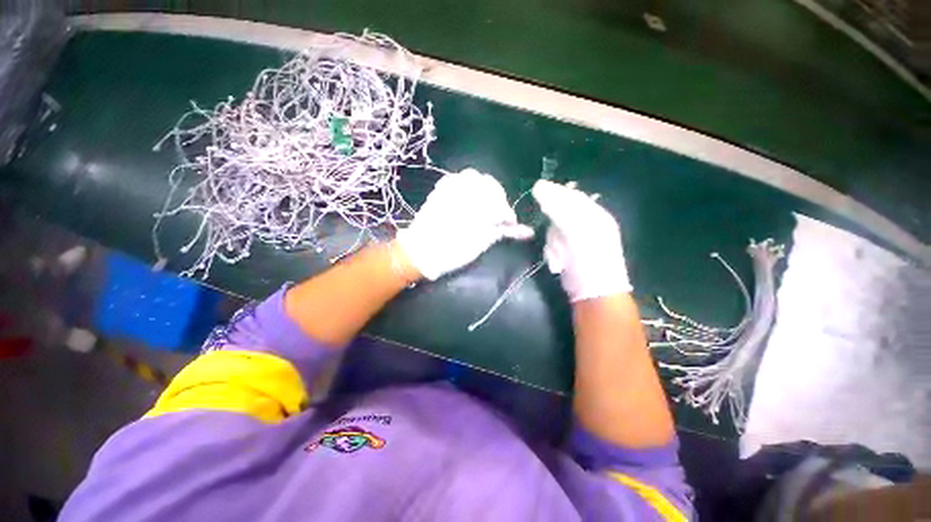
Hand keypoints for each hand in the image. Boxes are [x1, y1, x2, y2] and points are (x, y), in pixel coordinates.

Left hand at [397, 168, 532, 279]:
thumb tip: (522, 231)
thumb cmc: (452, 252)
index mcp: (476, 208)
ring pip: (474, 177)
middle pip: (490, 185)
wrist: (420, 252)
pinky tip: (468, 196)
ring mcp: (450, 188)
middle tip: (498, 215)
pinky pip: (457, 178)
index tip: (511, 225)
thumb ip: (500, 232)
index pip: (500, 206)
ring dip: (483, 189)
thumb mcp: (479, 244)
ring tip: (484, 204)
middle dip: (498, 199)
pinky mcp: (440, 190)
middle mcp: (465, 193)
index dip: (508, 216)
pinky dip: (466, 184)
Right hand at [531, 180, 630, 300]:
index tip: (537, 190)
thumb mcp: (576, 229)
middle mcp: (587, 224)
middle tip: (556, 240)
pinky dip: (552, 252)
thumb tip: (539, 187)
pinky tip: (558, 262)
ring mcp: (576, 240)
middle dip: (554, 225)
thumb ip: (559, 208)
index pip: (572, 196)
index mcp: (595, 215)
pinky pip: (552, 244)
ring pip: (553, 230)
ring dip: (552, 242)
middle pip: (560, 213)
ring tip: (559, 256)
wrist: (592, 293)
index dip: (555, 192)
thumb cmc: (589, 259)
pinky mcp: (566, 253)